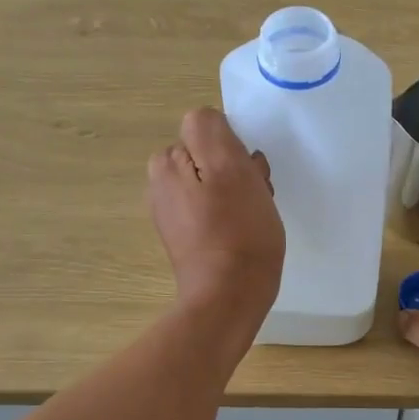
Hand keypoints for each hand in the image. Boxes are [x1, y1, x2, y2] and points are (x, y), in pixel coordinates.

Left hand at [148, 108, 283, 326]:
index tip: (250, 173)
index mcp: (166, 164)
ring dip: (241, 193)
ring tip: (255, 217)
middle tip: (257, 197)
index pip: (208, 131)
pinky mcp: (188, 238)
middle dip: (238, 171)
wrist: (229, 297)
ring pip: (217, 184)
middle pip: (211, 158)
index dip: (234, 148)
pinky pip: (215, 211)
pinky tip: (246, 234)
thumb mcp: (229, 167)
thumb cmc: (237, 231)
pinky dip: (233, 216)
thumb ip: (210, 130)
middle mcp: (162, 185)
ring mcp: (174, 214)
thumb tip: (207, 122)